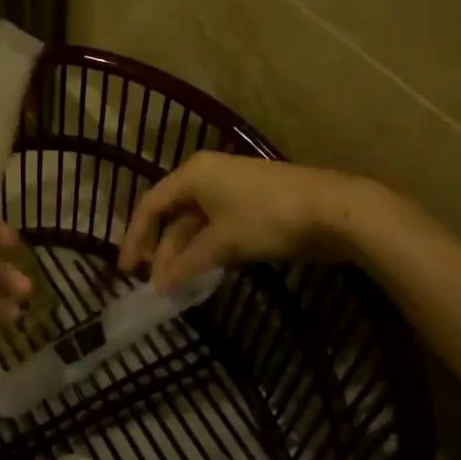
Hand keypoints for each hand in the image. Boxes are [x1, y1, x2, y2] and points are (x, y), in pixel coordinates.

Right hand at [118, 151, 384, 290]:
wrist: (333, 209)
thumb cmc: (268, 218)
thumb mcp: (223, 243)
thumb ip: (187, 263)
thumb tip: (160, 285)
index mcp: (193, 174)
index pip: (151, 204)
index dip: (135, 237)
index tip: (127, 269)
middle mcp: (207, 175)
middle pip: (173, 214)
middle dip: (162, 250)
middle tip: (155, 284)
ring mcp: (231, 188)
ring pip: (196, 222)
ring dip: (185, 253)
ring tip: (178, 285)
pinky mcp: (252, 202)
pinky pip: (217, 225)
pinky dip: (207, 248)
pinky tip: (205, 271)